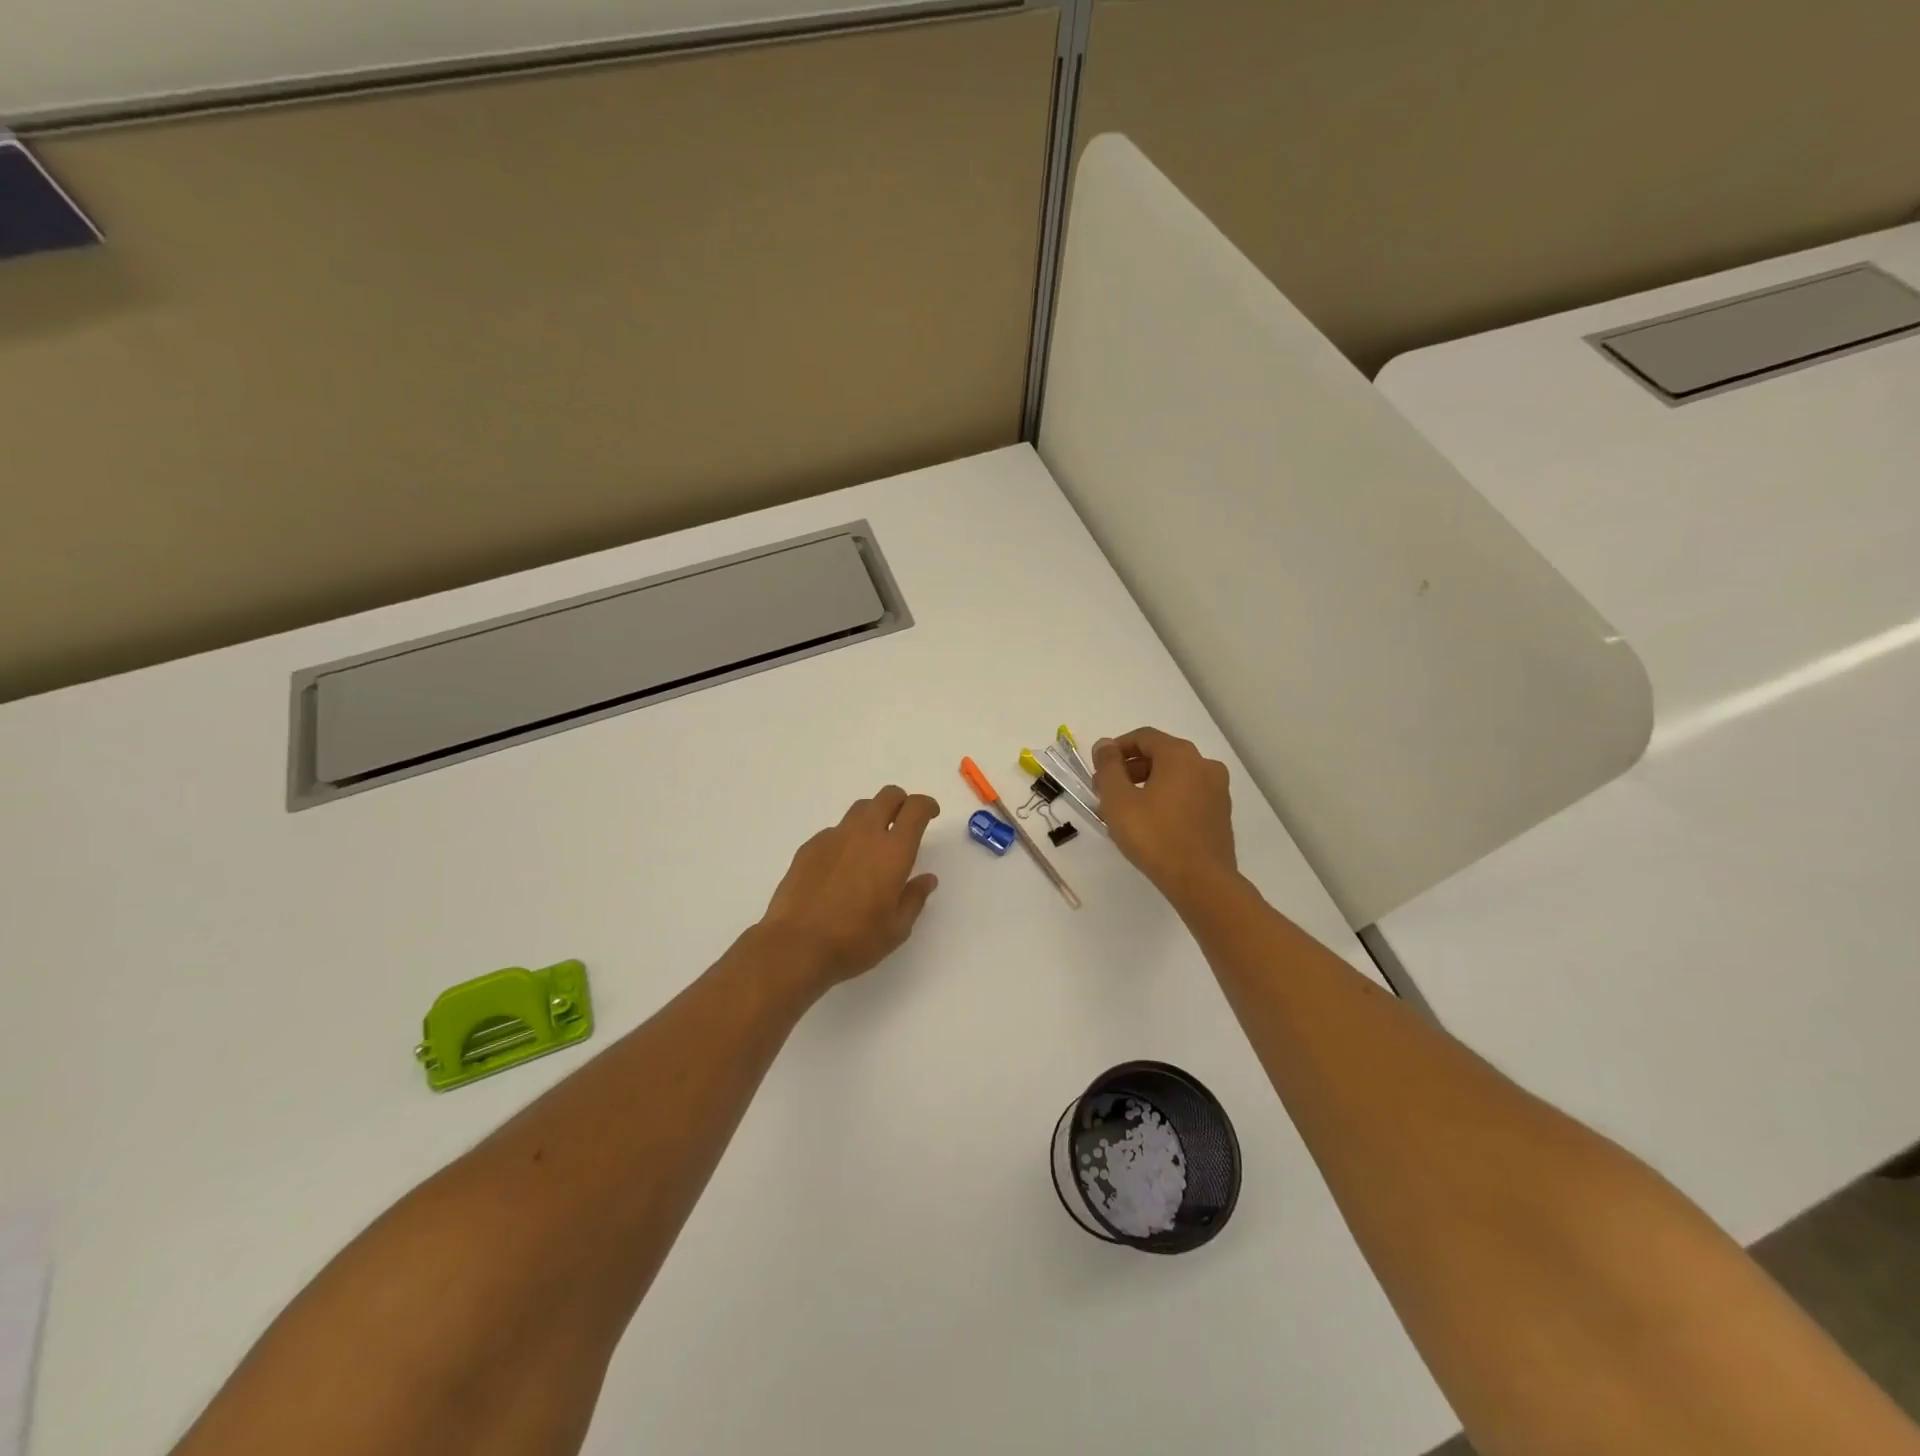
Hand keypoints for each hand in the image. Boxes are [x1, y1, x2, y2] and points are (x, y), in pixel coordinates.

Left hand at [757, 786, 941, 992]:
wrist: (796, 946)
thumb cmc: (854, 941)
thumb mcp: (896, 929)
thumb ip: (914, 898)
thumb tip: (926, 879)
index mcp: (894, 851)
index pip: (916, 808)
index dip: (927, 805)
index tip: (930, 815)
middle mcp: (865, 834)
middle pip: (887, 796)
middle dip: (901, 802)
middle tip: (904, 823)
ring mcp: (834, 837)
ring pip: (860, 809)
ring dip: (873, 816)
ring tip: (873, 844)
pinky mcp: (810, 846)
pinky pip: (835, 831)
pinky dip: (846, 839)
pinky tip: (841, 867)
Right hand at [1091, 728, 1237, 902]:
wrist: (1201, 882)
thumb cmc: (1154, 836)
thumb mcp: (1118, 800)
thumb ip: (1108, 767)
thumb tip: (1105, 745)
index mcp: (1180, 755)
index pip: (1143, 737)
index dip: (1116, 749)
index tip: (1098, 769)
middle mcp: (1204, 765)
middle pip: (1160, 755)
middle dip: (1130, 768)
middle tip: (1106, 790)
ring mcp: (1218, 790)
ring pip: (1175, 776)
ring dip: (1147, 784)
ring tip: (1125, 809)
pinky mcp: (1221, 814)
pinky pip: (1188, 795)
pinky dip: (1167, 798)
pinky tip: (1151, 822)